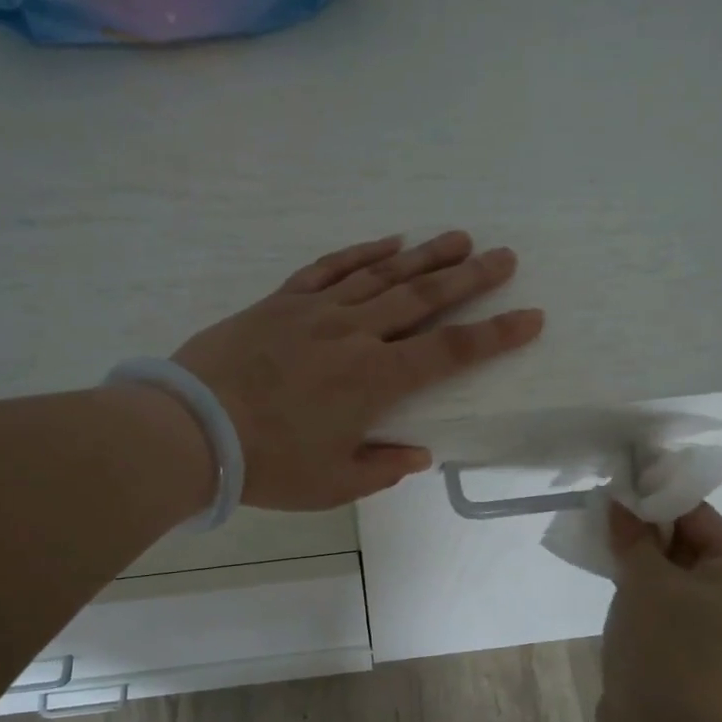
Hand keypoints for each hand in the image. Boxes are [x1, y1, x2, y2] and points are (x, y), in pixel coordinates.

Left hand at [171, 231, 544, 509]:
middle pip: (423, 298)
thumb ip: (381, 467)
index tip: (530, 316)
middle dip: (470, 278)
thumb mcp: (332, 483)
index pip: (449, 352)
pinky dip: (362, 252)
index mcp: (375, 380)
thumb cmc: (267, 464)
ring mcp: (317, 311)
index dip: (495, 335)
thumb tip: (417, 453)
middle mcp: (355, 334)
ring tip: (459, 238)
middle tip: (505, 256)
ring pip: (383, 275)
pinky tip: (389, 242)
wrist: (191, 427)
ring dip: (425, 255)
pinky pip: (331, 268)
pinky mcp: (282, 301)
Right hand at [599, 500, 721, 721]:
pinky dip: (643, 587)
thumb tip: (619, 501)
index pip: (700, 517)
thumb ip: (632, 534)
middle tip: (604, 514)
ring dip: (641, 558)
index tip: (618, 486)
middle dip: (646, 529)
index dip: (657, 499)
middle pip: (690, 544)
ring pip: (675, 574)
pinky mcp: (695, 648)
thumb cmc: (665, 646)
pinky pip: (668, 602)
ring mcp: (721, 626)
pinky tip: (612, 577)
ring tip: (603, 542)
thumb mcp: (644, 579)